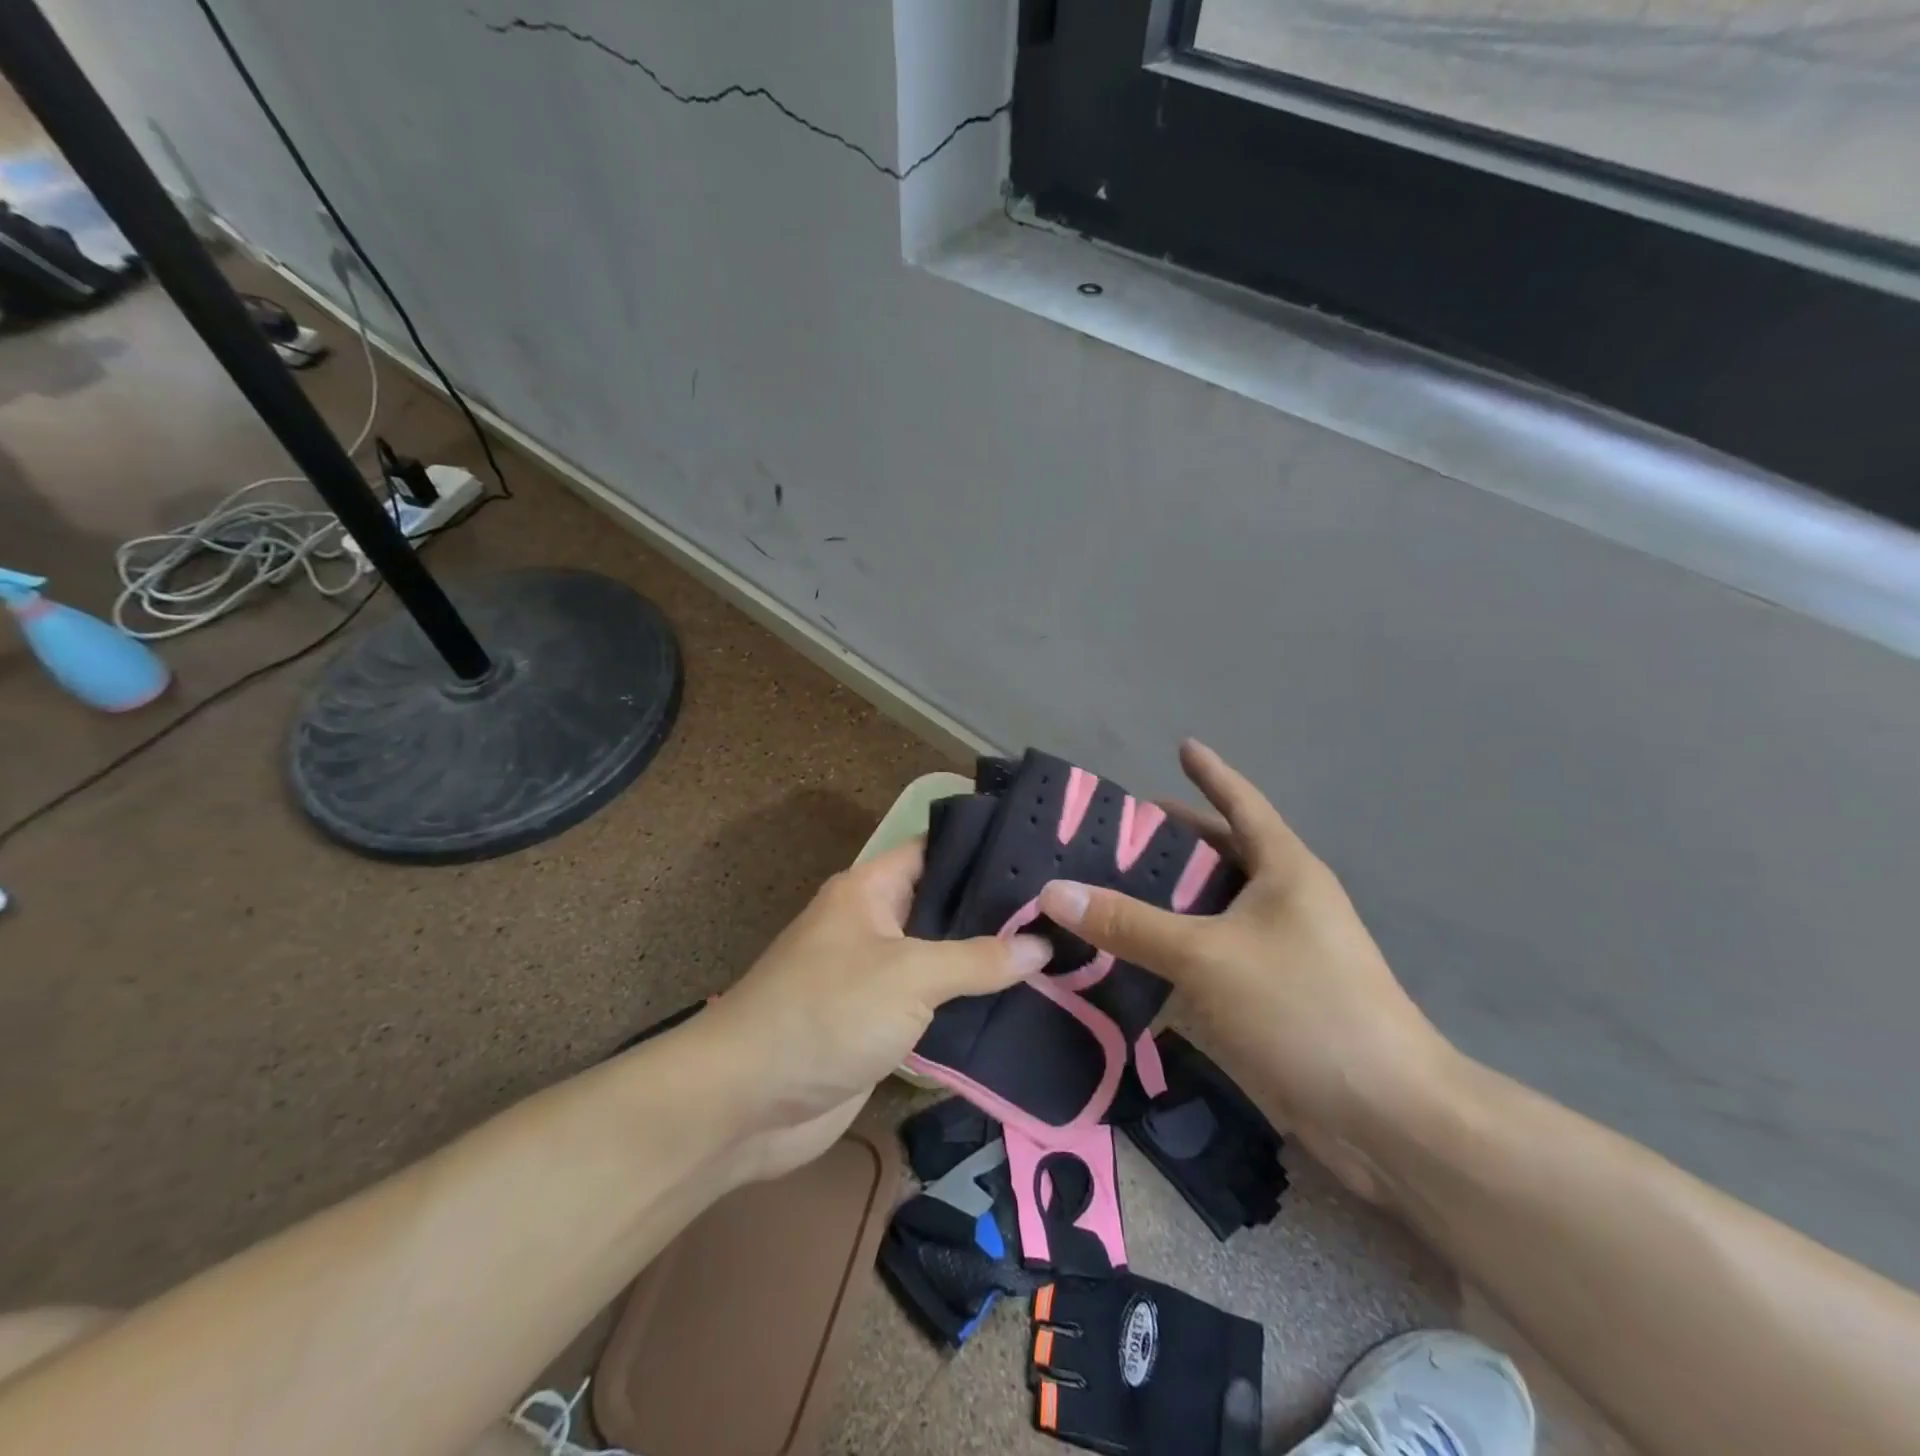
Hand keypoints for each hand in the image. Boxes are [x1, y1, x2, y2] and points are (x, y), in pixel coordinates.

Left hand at [696, 841, 1050, 1180]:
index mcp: (870, 890)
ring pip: (943, 960)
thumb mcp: (908, 976)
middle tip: (1066, 912)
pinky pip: (933, 1006)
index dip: (985, 850)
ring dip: (988, 965)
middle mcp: (874, 925)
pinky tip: (1024, 1008)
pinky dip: (969, 1008)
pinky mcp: (879, 1025)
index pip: (936, 851)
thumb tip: (1042, 945)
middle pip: (944, 907)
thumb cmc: (826, 1013)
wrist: (746, 1103)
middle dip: (998, 913)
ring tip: (1061, 956)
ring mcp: (876, 977)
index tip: (1045, 853)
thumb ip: (977, 959)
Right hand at [1038, 741, 1455, 1201]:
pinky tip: (1122, 959)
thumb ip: (1129, 923)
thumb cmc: (1303, 1007)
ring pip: (1206, 912)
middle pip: (1218, 856)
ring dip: (1160, 903)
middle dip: (1168, 842)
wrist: (1384, 1116)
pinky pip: (1205, 960)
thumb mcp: (1207, 955)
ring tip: (1099, 890)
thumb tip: (1053, 892)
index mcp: (1283, 870)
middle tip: (1105, 834)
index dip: (1211, 772)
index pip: (1241, 803)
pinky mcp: (1263, 998)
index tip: (1181, 745)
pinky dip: (1168, 954)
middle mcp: (1281, 902)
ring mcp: (1274, 953)